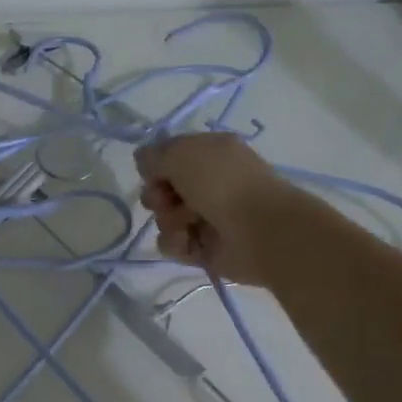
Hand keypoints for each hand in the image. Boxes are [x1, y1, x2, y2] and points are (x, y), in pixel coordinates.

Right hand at [134, 132, 303, 284]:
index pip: (168, 156)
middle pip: (162, 188)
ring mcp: (207, 216)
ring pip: (164, 217)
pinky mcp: (204, 247)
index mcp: (210, 154)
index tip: (152, 172)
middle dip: (157, 195)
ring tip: (186, 223)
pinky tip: (189, 241)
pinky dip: (177, 242)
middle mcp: (208, 183)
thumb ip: (153, 155)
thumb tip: (142, 160)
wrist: (260, 231)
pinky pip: (173, 243)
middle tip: (167, 200)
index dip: (155, 165)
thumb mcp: (181, 154)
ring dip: (168, 220)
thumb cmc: (221, 183)